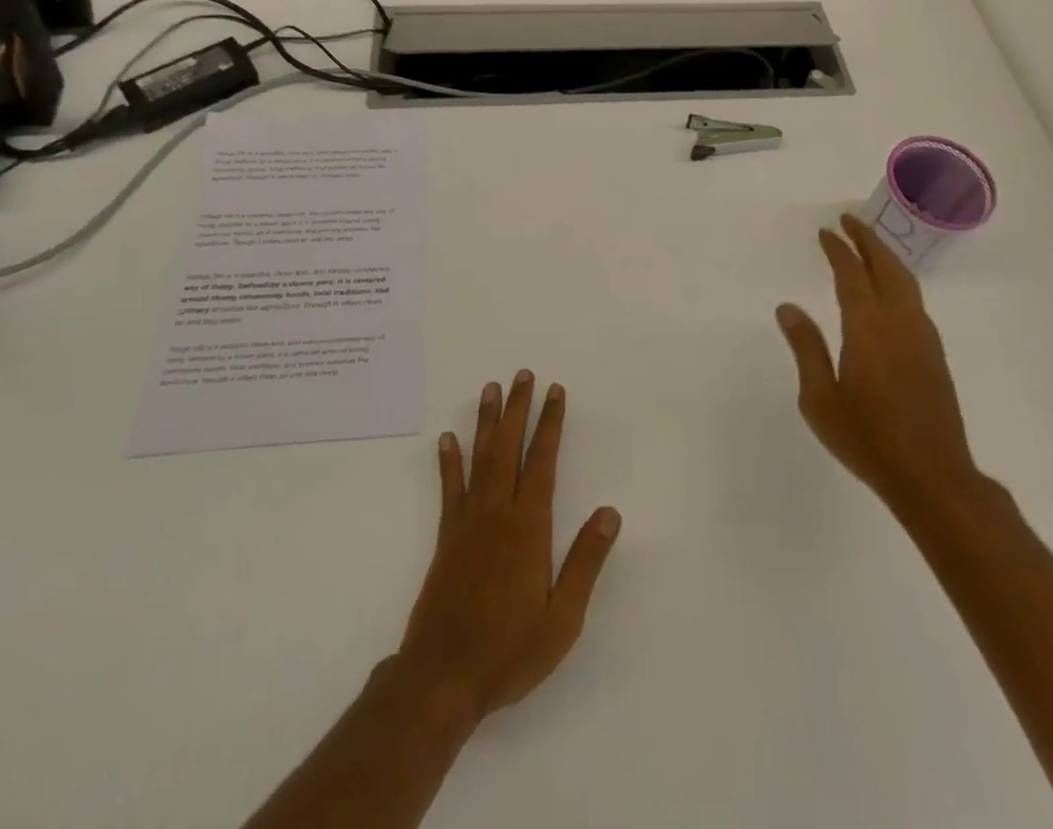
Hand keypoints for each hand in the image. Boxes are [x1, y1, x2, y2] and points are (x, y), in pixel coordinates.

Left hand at [397, 372, 621, 725]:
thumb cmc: (509, 651)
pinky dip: (449, 461)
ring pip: (480, 458)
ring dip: (487, 421)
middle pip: (509, 448)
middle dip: (518, 408)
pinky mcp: (447, 538)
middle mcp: (497, 513)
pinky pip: (449, 489)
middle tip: (522, 374)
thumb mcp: (562, 619)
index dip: (550, 424)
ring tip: (490, 389)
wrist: (441, 679)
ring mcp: (467, 522)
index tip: (555, 391)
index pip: (542, 461)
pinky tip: (447, 438)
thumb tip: (610, 512)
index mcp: (528, 527)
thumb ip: (585, 562)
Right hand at [776, 215, 982, 512]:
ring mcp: (922, 338)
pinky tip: (890, 293)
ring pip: (906, 282)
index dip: (838, 249)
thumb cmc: (866, 438)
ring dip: (887, 258)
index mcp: (868, 327)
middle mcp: (899, 322)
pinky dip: (899, 281)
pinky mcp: (934, 356)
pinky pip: (914, 301)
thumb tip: (788, 308)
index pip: (851, 274)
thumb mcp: (819, 397)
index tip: (826, 231)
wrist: (931, 475)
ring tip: (869, 247)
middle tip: (850, 221)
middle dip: (868, 240)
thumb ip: (806, 348)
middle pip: (887, 267)